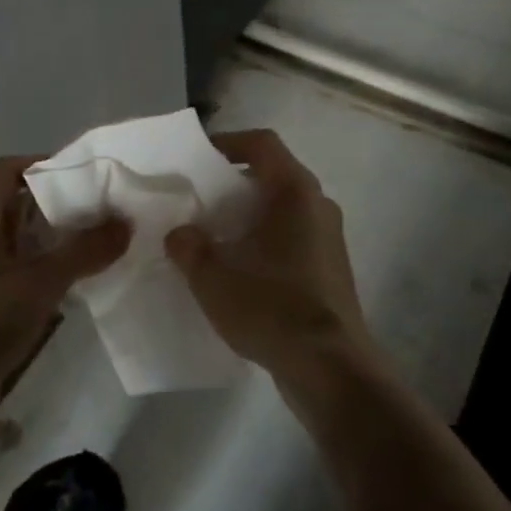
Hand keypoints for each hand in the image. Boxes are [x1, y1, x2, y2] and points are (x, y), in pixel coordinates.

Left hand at [0, 156, 128, 402]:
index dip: (45, 164)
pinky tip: (82, 277)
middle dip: (61, 203)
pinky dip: (50, 265)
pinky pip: (23, 268)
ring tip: (102, 239)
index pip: (9, 170)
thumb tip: (126, 223)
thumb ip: (84, 250)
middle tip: (105, 207)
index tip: (87, 174)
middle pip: (19, 203)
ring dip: (58, 237)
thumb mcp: (39, 282)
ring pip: (23, 238)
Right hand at [164, 130, 371, 383]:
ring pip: (283, 209)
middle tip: (198, 202)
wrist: (330, 368)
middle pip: (272, 175)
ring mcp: (329, 237)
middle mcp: (318, 205)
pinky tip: (239, 271)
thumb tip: (180, 234)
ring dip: (248, 216)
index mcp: (295, 191)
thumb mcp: (213, 277)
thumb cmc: (272, 307)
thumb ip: (189, 247)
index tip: (198, 160)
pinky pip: (292, 237)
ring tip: (213, 238)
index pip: (261, 143)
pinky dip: (264, 241)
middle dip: (233, 185)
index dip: (227, 141)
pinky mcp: (330, 268)